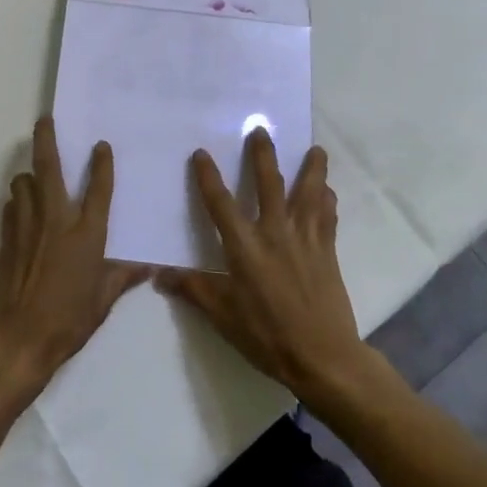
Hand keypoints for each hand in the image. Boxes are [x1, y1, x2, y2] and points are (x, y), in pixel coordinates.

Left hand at [0, 117, 147, 390]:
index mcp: (86, 233)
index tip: (101, 145)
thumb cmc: (67, 321)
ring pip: (23, 182)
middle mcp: (56, 220)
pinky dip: (17, 202)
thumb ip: (122, 277)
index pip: (98, 189)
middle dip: (46, 138)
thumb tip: (148, 266)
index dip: (102, 164)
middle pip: (49, 166)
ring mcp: (27, 226)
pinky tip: (21, 211)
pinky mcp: (6, 237)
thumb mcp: (102, 301)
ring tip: (33, 178)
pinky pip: (12, 207)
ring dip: (28, 176)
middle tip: (45, 119)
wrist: (17, 339)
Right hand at [156, 129, 374, 406]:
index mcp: (245, 247)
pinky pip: (327, 217)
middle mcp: (275, 233)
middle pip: (269, 184)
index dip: (208, 177)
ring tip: (316, 149)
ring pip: (308, 194)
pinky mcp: (327, 251)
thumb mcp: (224, 316)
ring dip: (312, 169)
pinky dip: (327, 201)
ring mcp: (305, 239)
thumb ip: (194, 289)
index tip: (201, 153)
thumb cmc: (267, 336)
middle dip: (263, 155)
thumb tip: (159, 274)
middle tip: (261, 128)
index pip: (220, 204)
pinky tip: (328, 191)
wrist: (323, 357)